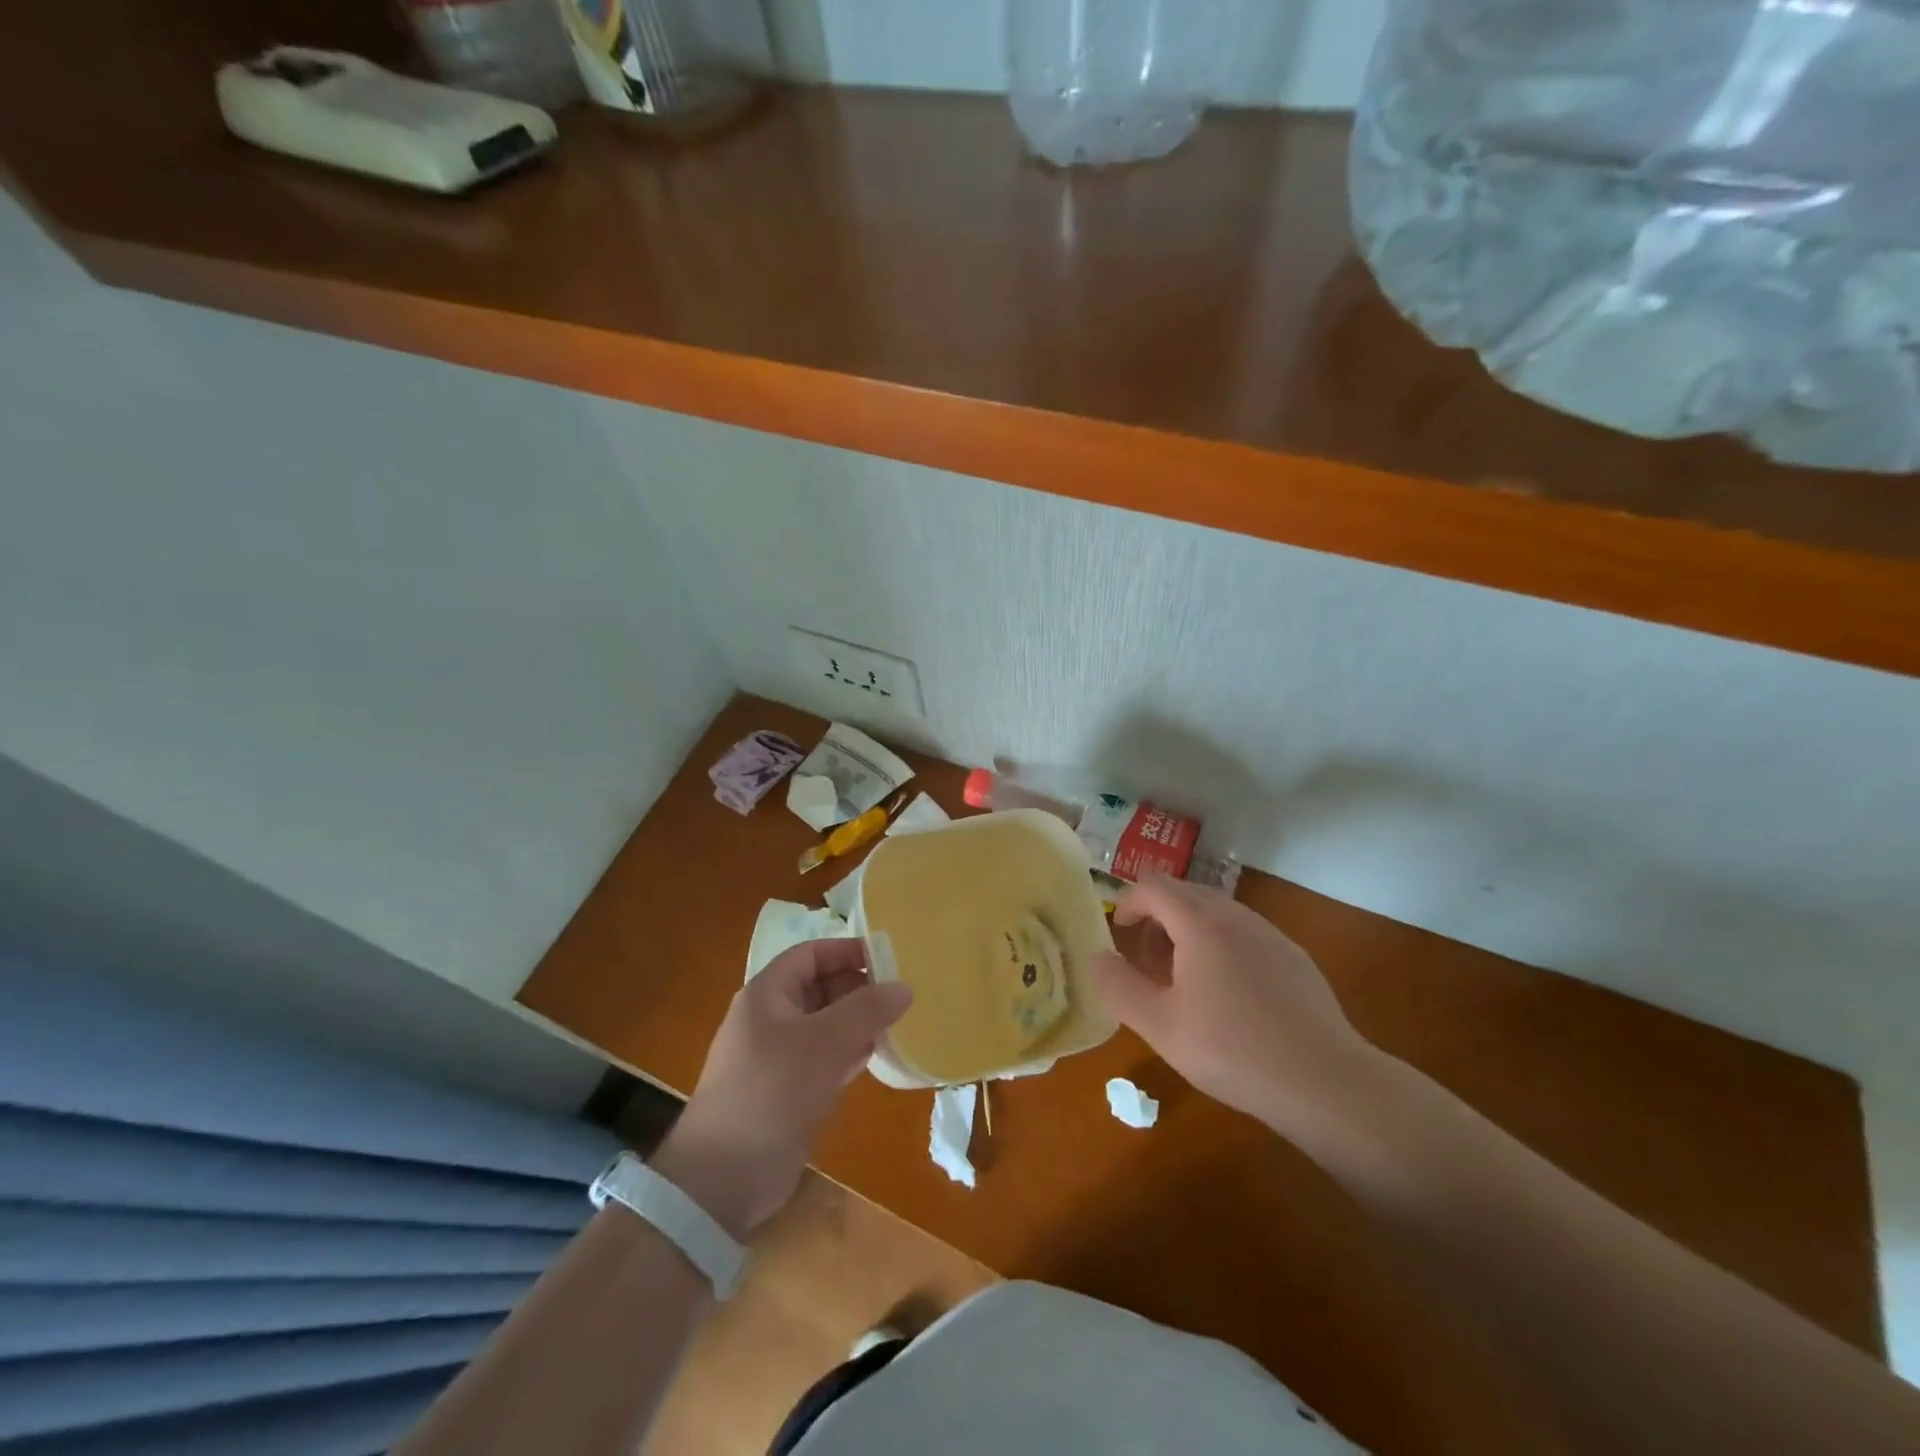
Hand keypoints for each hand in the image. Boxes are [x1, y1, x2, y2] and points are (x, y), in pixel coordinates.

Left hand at [651, 940, 910, 1239]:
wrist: (724, 1178)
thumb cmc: (772, 1092)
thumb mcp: (824, 1043)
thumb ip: (866, 1010)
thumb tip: (904, 986)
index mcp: (767, 994)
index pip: (811, 954)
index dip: (848, 951)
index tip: (889, 958)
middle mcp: (770, 1018)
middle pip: (819, 987)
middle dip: (858, 987)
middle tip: (901, 994)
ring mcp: (777, 1056)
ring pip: (825, 1024)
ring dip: (858, 1022)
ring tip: (899, 1022)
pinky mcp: (788, 1090)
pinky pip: (824, 1057)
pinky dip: (850, 1052)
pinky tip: (879, 1055)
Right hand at [1088, 876, 1383, 1142]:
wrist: (1325, 1082)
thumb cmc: (1233, 1050)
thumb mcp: (1160, 1026)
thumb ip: (1119, 987)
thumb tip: (1097, 958)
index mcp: (1201, 923)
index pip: (1154, 886)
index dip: (1128, 902)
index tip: (1119, 933)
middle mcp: (1236, 916)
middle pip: (1185, 893)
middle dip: (1157, 917)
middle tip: (1146, 959)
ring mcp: (1271, 934)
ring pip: (1217, 912)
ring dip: (1189, 931)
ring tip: (1183, 979)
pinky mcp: (1294, 958)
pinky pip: (1245, 933)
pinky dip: (1221, 945)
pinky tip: (1228, 995)